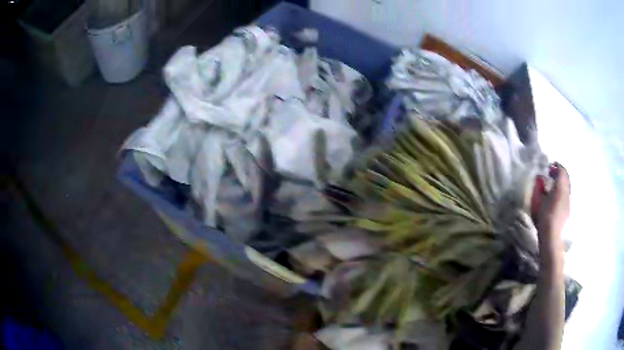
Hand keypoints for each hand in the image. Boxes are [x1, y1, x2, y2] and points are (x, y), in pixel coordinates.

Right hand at [537, 163, 569, 244]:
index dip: (556, 166)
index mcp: (560, 187)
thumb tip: (540, 178)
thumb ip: (539, 187)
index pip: (561, 171)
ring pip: (566, 186)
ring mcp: (568, 201)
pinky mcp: (567, 210)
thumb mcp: (538, 201)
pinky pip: (566, 195)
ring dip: (560, 183)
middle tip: (551, 174)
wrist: (552, 237)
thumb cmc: (544, 217)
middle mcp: (567, 191)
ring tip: (553, 186)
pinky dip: (561, 192)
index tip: (550, 166)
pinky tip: (555, 197)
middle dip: (559, 174)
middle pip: (565, 178)